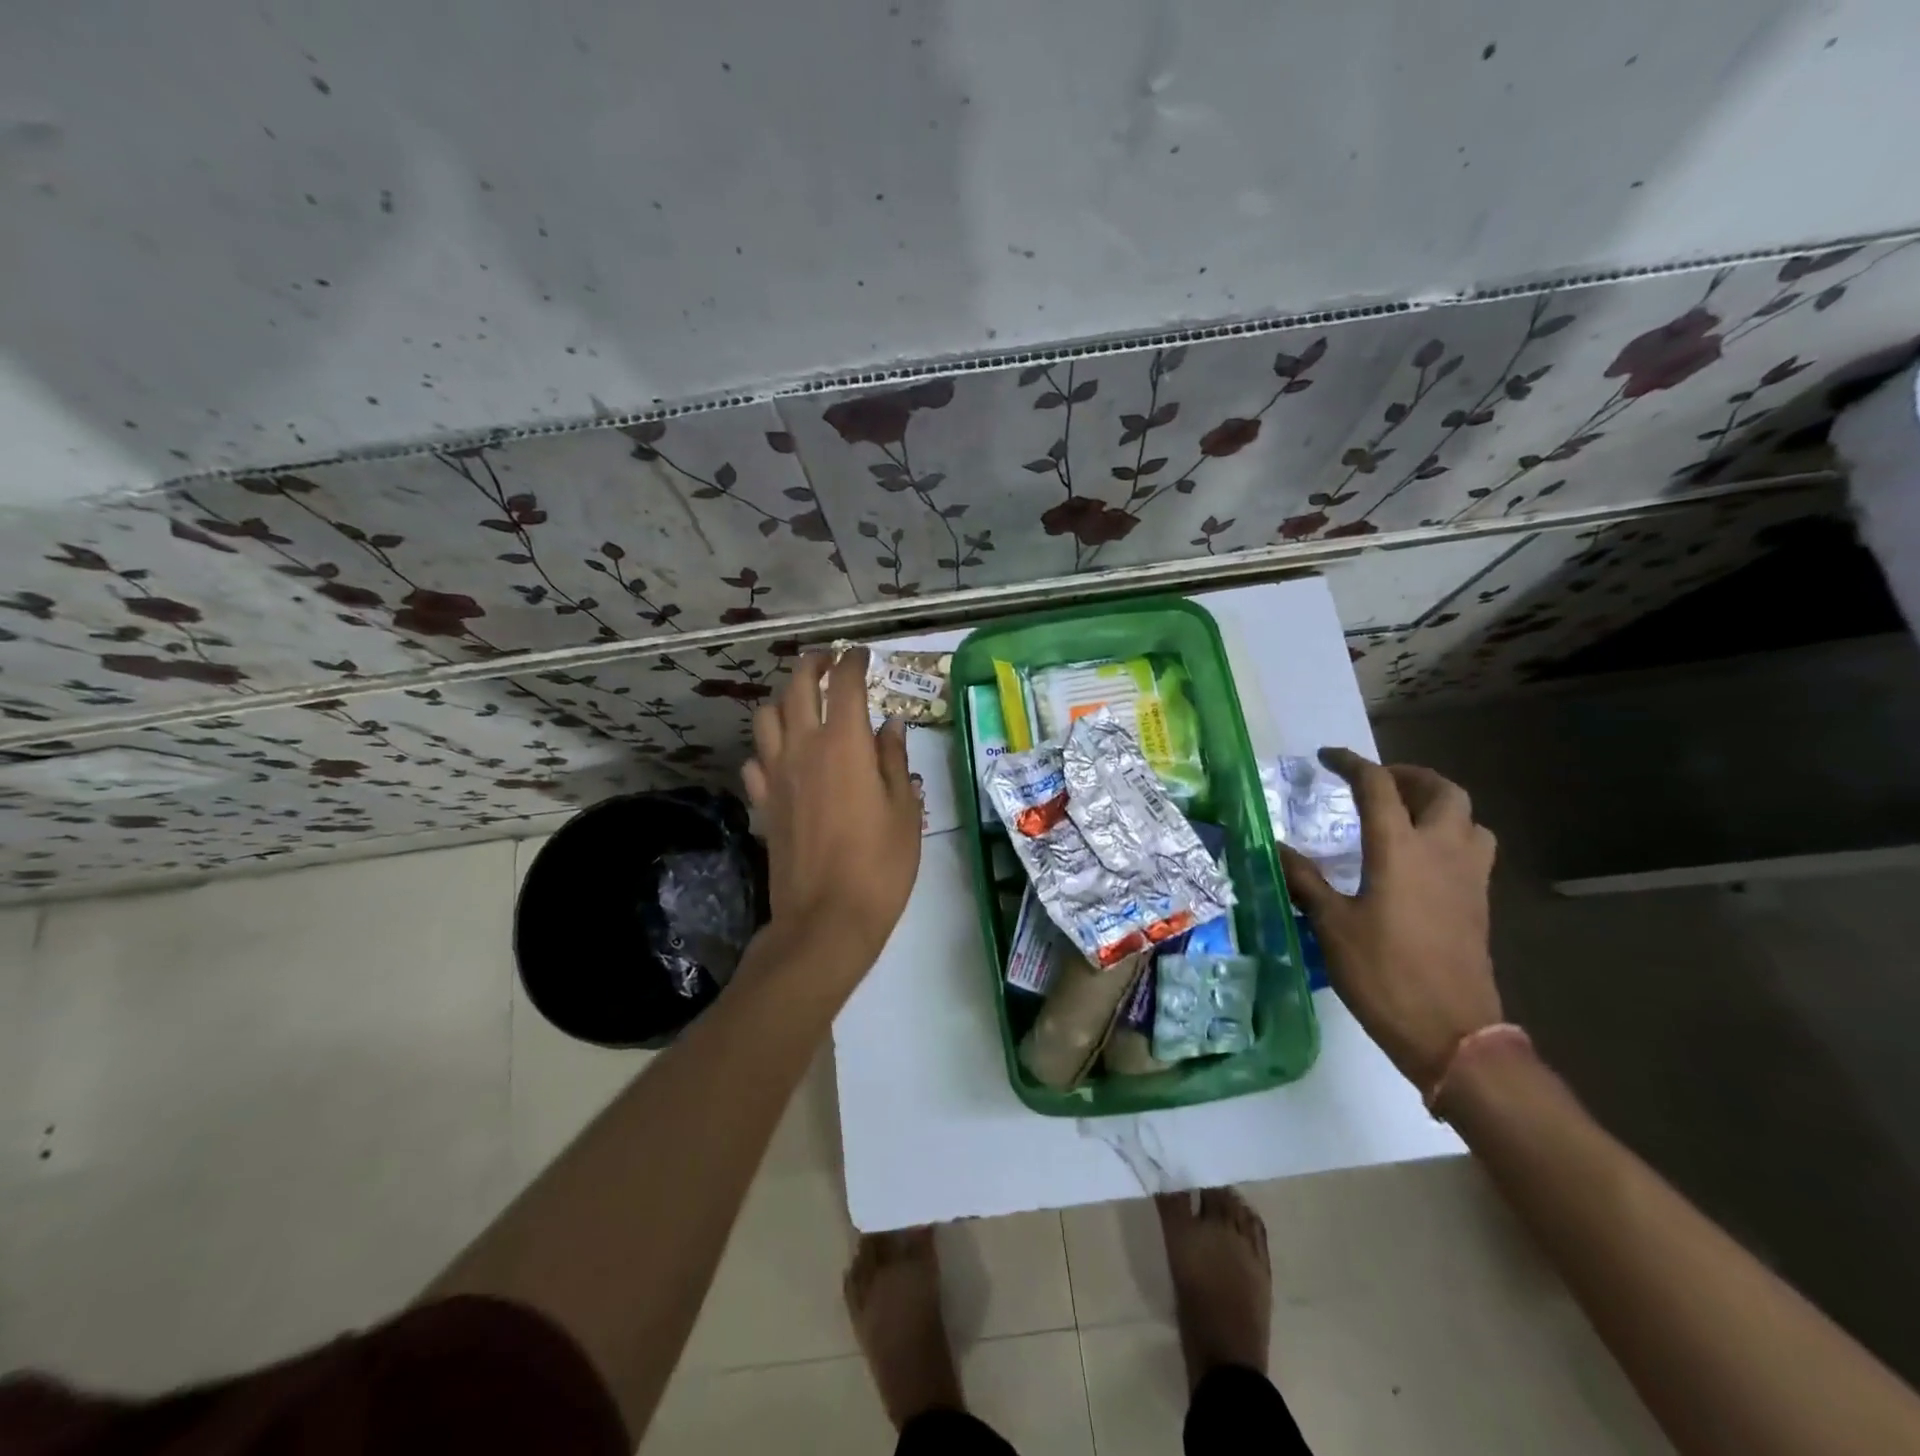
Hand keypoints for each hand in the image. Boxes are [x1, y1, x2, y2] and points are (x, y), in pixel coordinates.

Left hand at [742, 649, 922, 978]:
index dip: (853, 661)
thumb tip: (890, 726)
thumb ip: (895, 761)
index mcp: (844, 744)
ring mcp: (776, 775)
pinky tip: (783, 759)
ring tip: (802, 706)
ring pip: (766, 717)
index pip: (844, 684)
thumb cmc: (879, 864)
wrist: (827, 918)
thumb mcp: (904, 810)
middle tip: (829, 662)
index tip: (862, 655)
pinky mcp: (763, 803)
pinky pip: (756, 761)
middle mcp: (803, 748)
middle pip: (797, 687)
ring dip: (783, 701)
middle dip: (812, 664)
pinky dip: (768, 749)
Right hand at [1279, 748, 1500, 1092]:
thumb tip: (1274, 848)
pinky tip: (1421, 859)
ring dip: (1438, 803)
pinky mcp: (1478, 903)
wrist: (1453, 1033)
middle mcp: (1442, 851)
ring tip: (1405, 814)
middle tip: (1376, 782)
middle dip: (1408, 775)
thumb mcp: (1332, 925)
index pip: (1378, 786)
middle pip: (1442, 791)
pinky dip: (1450, 834)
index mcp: (1401, 850)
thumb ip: (1304, 880)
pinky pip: (1473, 848)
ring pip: (1469, 818)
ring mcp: (1468, 877)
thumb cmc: (1384, 974)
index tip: (1326, 758)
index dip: (1350, 764)